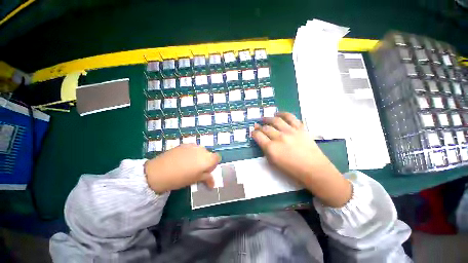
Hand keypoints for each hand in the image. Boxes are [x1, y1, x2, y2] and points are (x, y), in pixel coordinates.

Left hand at [144, 144, 220, 192]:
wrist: (159, 171)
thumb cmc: (181, 178)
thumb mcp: (196, 179)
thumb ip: (207, 178)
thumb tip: (213, 184)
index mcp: (208, 159)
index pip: (217, 158)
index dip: (213, 164)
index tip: (206, 170)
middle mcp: (203, 149)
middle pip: (208, 154)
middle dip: (205, 160)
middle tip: (196, 169)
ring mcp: (193, 145)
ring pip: (200, 150)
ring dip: (198, 156)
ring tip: (188, 164)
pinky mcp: (184, 144)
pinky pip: (192, 148)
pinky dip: (191, 153)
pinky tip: (182, 159)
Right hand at [252, 112, 327, 182]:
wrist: (314, 169)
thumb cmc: (292, 170)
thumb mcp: (274, 163)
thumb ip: (266, 150)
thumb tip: (262, 140)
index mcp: (271, 148)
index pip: (258, 136)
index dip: (254, 133)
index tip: (253, 132)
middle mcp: (279, 137)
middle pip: (265, 128)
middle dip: (259, 126)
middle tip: (258, 126)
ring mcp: (290, 131)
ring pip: (275, 120)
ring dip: (268, 118)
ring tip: (265, 118)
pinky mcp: (300, 128)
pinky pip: (290, 117)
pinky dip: (283, 114)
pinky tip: (278, 114)